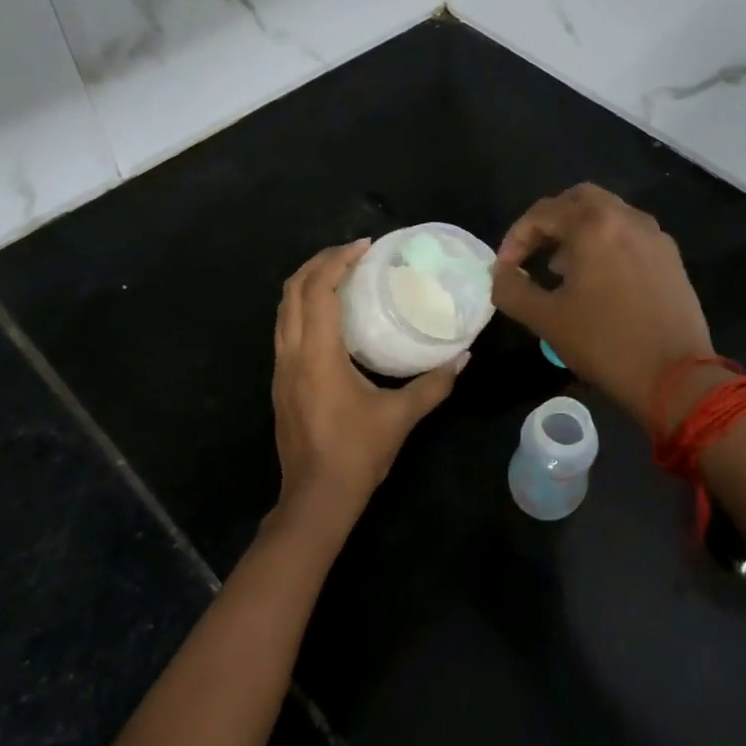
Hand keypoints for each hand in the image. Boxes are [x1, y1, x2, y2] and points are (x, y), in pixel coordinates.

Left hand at [271, 240, 465, 524]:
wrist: (315, 499)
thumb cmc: (357, 454)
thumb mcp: (401, 416)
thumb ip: (435, 383)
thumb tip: (464, 356)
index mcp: (318, 355)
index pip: (319, 290)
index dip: (339, 260)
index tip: (366, 246)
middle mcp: (292, 354)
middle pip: (293, 290)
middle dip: (320, 262)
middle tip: (353, 252)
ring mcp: (281, 368)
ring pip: (284, 309)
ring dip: (308, 282)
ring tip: (341, 273)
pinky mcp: (281, 382)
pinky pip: (285, 327)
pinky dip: (303, 305)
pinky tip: (330, 314)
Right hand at [491, 184, 715, 424]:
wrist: (677, 377)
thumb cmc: (605, 344)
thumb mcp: (546, 320)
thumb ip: (512, 289)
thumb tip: (501, 273)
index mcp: (593, 225)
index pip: (542, 212)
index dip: (516, 237)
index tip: (506, 268)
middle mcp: (626, 218)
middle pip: (578, 200)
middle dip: (550, 222)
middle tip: (534, 253)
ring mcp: (654, 235)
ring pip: (608, 214)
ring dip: (579, 231)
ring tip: (562, 269)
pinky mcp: (671, 257)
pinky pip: (630, 234)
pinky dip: (607, 242)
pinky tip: (600, 280)